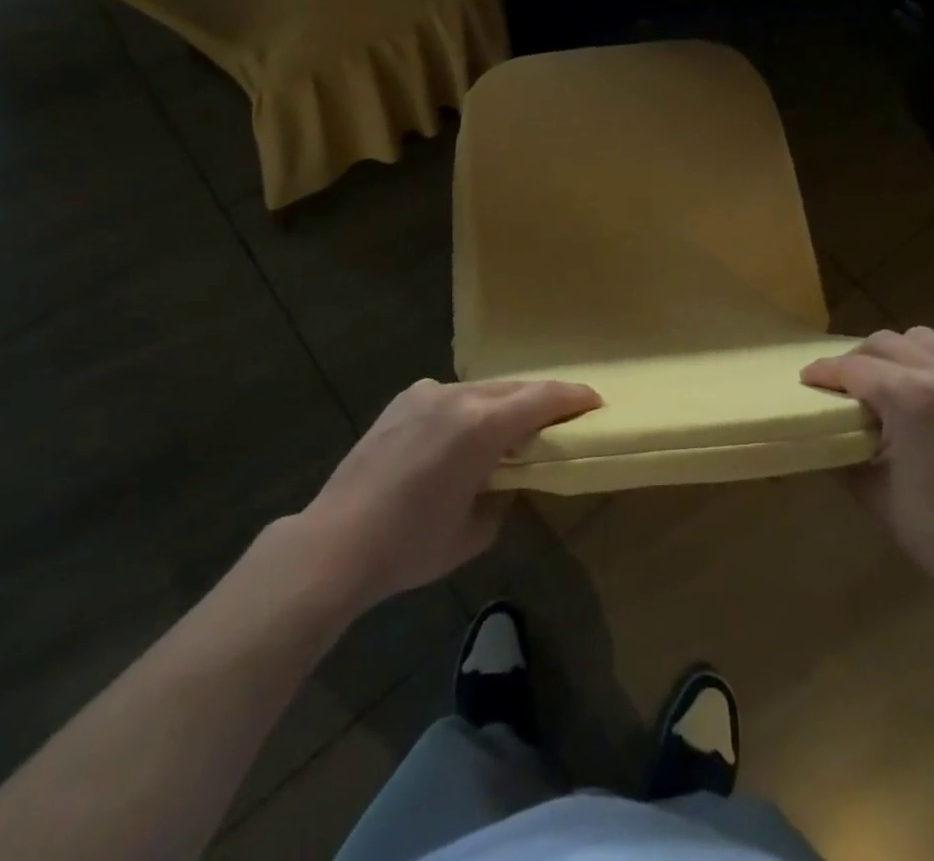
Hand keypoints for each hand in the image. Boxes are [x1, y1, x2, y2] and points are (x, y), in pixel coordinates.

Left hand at [290, 378, 601, 615]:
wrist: (336, 542)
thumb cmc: (412, 545)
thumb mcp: (474, 532)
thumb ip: (503, 497)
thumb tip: (504, 481)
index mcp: (483, 425)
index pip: (542, 398)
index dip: (574, 397)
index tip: (596, 401)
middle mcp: (458, 396)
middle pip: (515, 388)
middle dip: (542, 399)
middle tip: (563, 416)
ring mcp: (426, 393)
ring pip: (481, 389)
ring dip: (504, 404)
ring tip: (513, 427)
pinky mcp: (403, 400)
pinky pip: (450, 396)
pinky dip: (469, 409)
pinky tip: (462, 434)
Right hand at [802, 328, 933, 607]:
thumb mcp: (874, 494)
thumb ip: (843, 453)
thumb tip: (821, 434)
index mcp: (909, 398)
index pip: (853, 368)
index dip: (823, 373)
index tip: (806, 380)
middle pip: (884, 343)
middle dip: (856, 360)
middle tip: (843, 386)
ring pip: (922, 338)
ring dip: (898, 353)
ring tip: (890, 381)